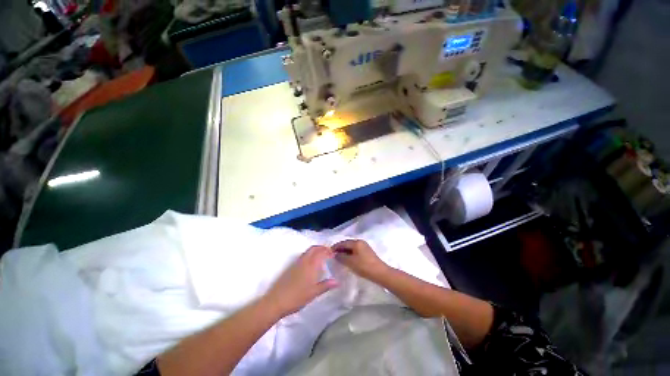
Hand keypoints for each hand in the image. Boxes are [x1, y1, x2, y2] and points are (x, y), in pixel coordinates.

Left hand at [264, 246, 338, 316]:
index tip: (334, 254)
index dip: (328, 251)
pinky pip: (303, 255)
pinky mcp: (291, 266)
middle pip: (314, 248)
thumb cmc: (298, 297)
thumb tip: (337, 282)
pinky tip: (311, 263)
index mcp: (311, 265)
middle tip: (329, 252)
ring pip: (308, 251)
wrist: (277, 301)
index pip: (321, 252)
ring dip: (316, 249)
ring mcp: (297, 263)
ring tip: (322, 255)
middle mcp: (304, 261)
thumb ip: (326, 285)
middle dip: (322, 247)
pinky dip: (310, 254)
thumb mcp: (314, 293)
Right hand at [332, 240, 390, 281]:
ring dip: (345, 251)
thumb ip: (341, 257)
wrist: (380, 273)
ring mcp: (364, 246)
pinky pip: (355, 250)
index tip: (329, 251)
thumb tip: (335, 254)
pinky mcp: (367, 252)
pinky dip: (350, 253)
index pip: (343, 242)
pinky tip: (347, 259)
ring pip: (351, 247)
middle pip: (347, 243)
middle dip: (340, 248)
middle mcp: (360, 242)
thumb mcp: (350, 262)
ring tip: (339, 257)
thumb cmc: (364, 266)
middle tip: (333, 254)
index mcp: (356, 242)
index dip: (335, 246)